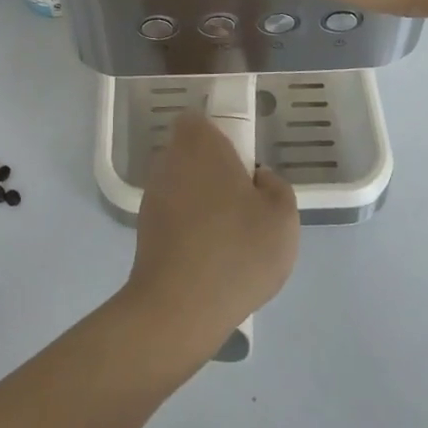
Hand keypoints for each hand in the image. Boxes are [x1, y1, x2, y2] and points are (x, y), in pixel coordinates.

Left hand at [123, 114, 298, 361]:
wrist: (179, 307)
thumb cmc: (236, 250)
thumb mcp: (283, 217)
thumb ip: (276, 187)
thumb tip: (259, 180)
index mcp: (200, 144)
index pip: (200, 120)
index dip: (220, 135)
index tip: (242, 162)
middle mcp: (169, 160)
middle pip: (191, 152)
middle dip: (214, 170)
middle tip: (243, 201)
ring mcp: (152, 195)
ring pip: (182, 184)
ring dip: (201, 200)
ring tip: (229, 236)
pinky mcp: (144, 228)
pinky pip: (173, 214)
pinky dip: (188, 227)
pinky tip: (209, 257)